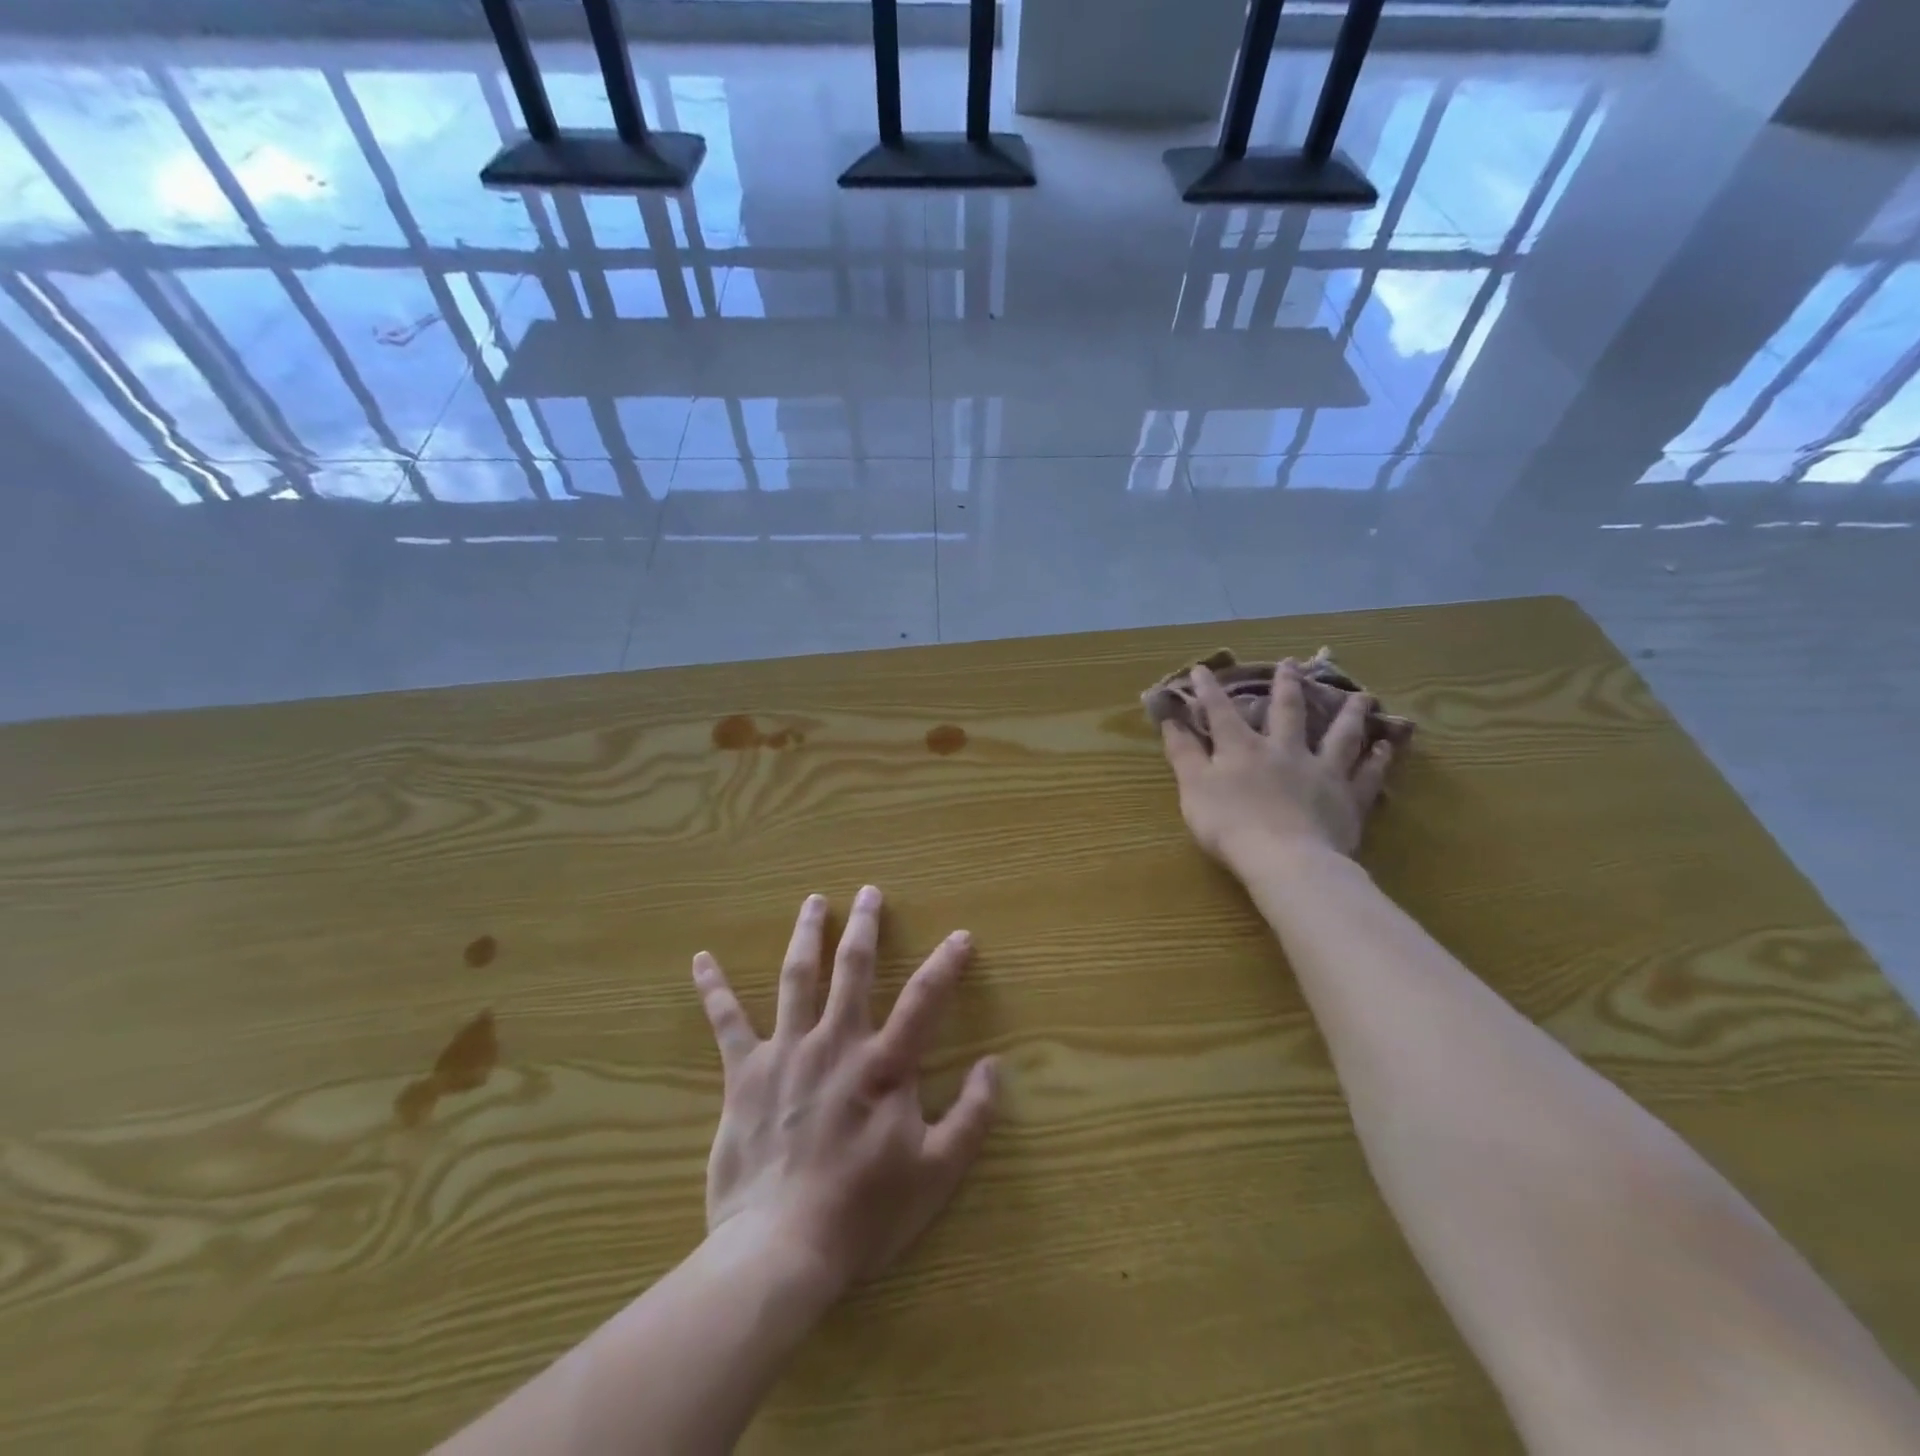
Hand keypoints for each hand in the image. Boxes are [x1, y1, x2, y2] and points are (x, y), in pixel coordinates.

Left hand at [691, 887, 998, 1300]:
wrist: (780, 1249)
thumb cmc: (863, 1212)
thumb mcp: (936, 1173)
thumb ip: (972, 1117)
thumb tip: (994, 1066)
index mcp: (883, 1065)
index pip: (925, 999)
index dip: (946, 964)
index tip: (961, 935)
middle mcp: (836, 1043)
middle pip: (853, 968)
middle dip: (865, 926)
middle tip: (869, 892)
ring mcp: (787, 1052)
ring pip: (797, 978)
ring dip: (807, 935)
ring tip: (813, 902)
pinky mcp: (745, 1073)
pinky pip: (727, 1022)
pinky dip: (714, 988)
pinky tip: (701, 959)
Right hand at [1162, 660, 1394, 870]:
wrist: (1285, 859)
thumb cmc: (1229, 824)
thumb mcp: (1193, 787)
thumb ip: (1183, 753)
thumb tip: (1170, 720)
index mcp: (1242, 748)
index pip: (1221, 711)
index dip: (1209, 689)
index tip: (1203, 668)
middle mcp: (1284, 750)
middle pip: (1287, 712)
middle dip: (1287, 686)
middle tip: (1292, 664)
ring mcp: (1321, 772)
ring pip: (1339, 736)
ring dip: (1349, 715)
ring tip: (1362, 697)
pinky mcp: (1347, 799)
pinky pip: (1366, 774)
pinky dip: (1377, 759)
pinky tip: (1386, 746)